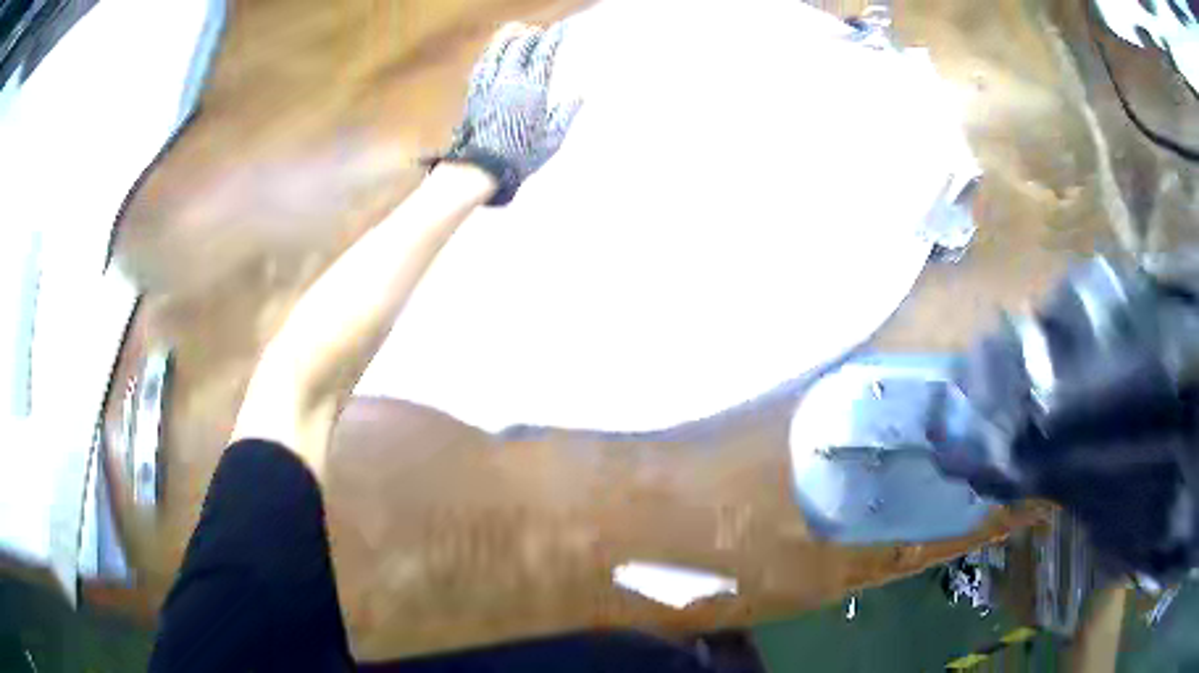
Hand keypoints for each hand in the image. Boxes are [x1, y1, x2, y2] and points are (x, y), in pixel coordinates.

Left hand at [441, 21, 581, 204]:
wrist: (480, 168)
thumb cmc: (519, 157)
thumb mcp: (551, 140)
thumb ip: (565, 114)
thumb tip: (580, 94)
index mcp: (532, 91)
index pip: (543, 56)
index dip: (552, 39)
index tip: (560, 29)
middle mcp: (509, 82)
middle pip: (520, 48)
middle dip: (532, 35)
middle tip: (540, 30)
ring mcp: (489, 86)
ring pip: (498, 52)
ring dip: (508, 37)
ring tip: (516, 28)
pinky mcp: (473, 94)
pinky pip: (482, 66)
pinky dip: (489, 53)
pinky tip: (493, 49)